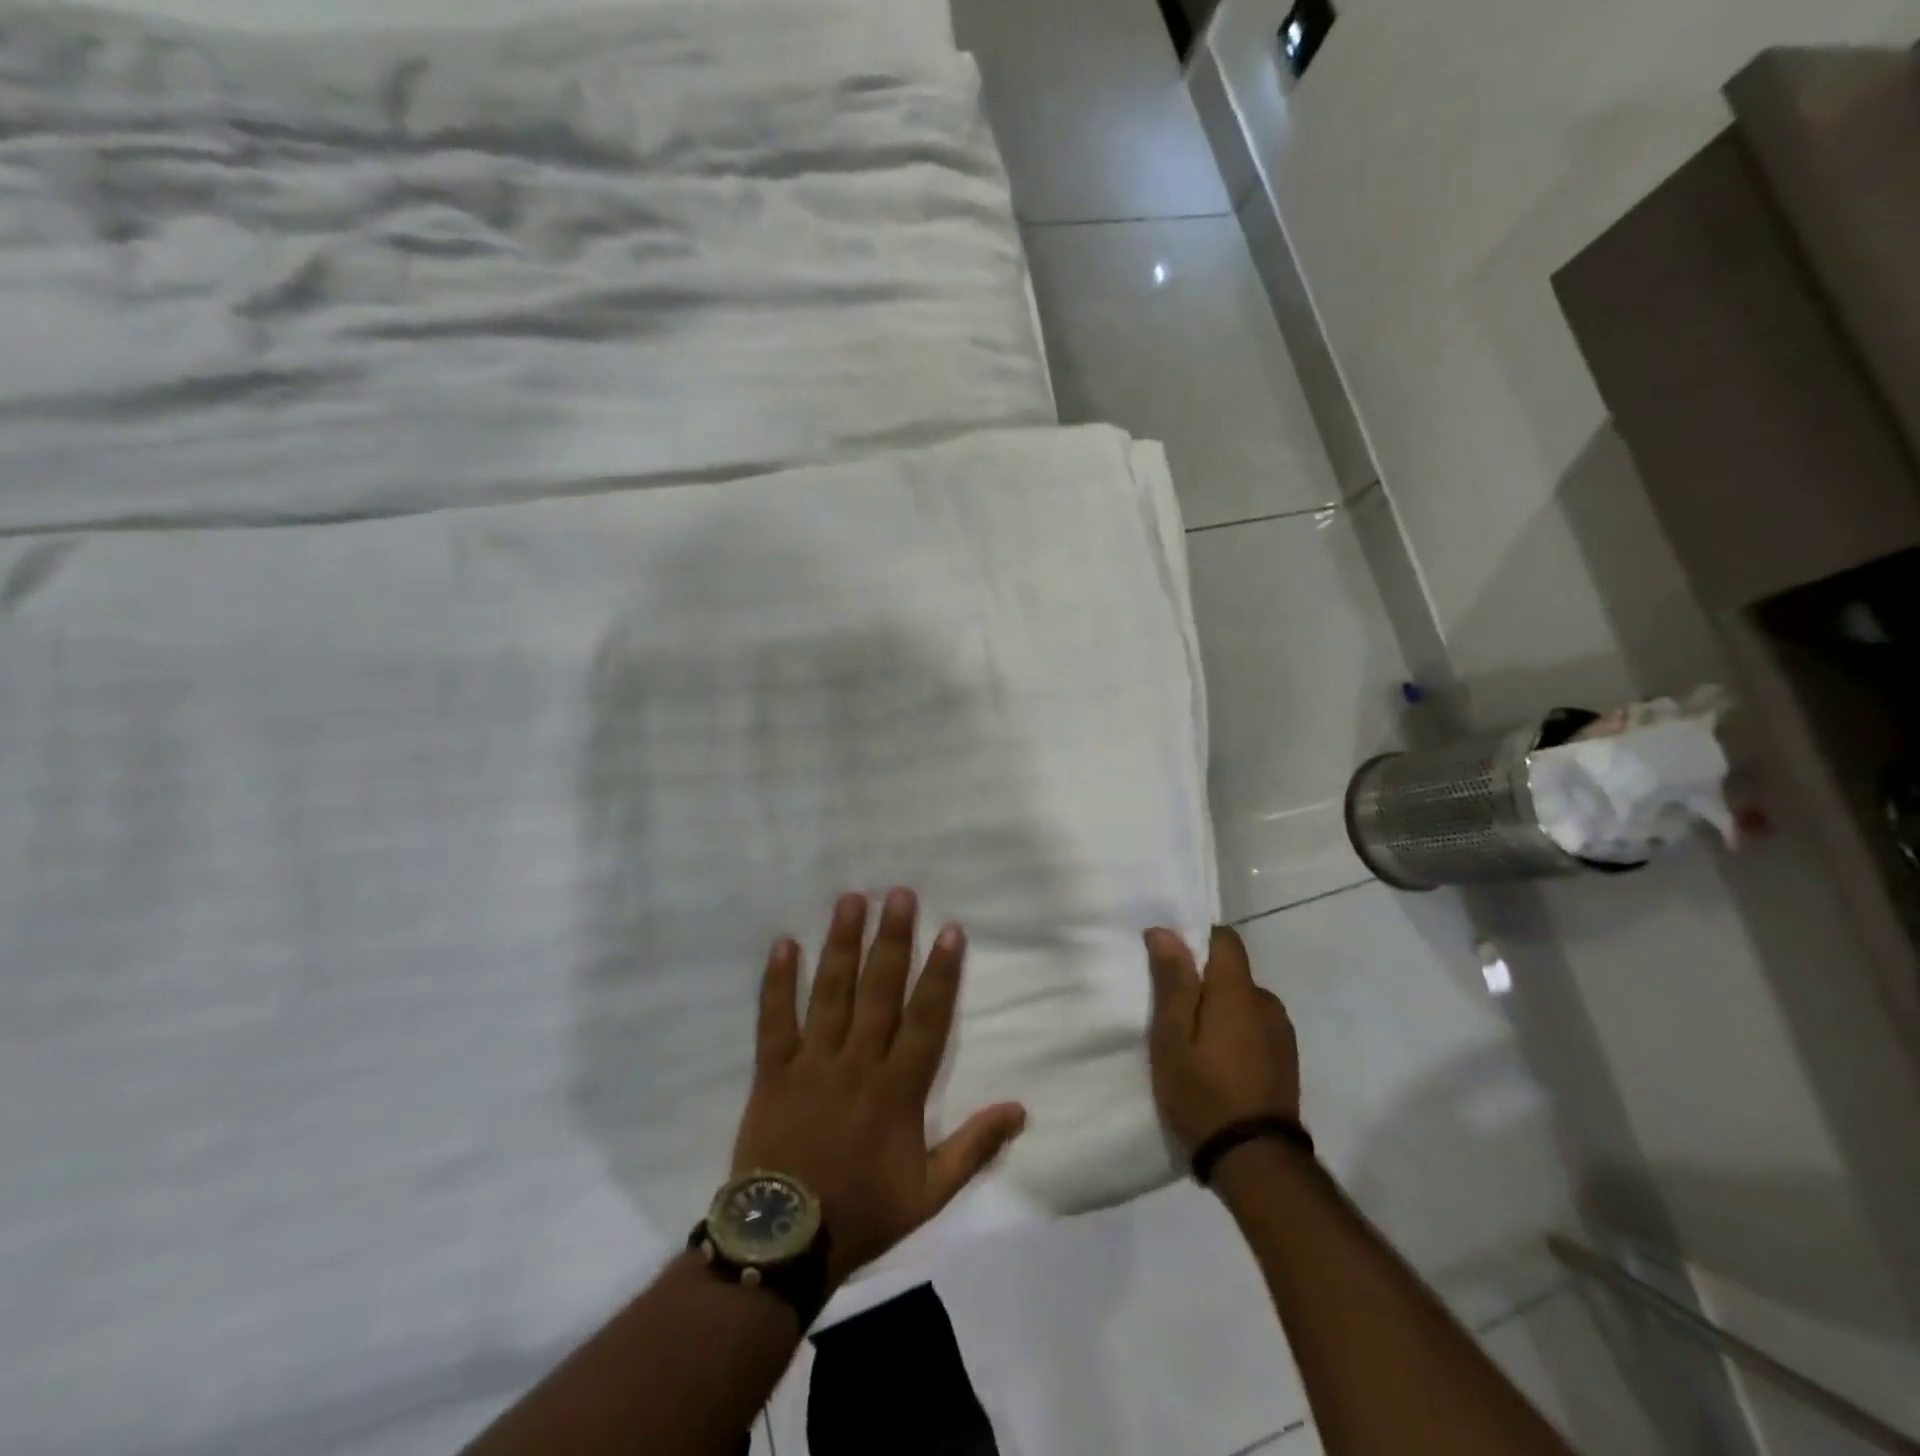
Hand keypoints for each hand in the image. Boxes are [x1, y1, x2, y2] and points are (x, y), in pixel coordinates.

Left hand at [733, 889, 1027, 1288]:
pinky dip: (778, 982)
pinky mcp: (773, 1071)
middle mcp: (858, 1063)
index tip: (950, 930)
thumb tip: (1020, 1109)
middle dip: (892, 939)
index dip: (941, 973)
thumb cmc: (862, 1213)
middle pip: (879, 990)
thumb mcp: (929, 1193)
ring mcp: (812, 1062)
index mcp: (898, 1089)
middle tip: (899, 893)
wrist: (783, 1243)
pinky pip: (775, 1020)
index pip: (927, 1018)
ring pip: (831, 993)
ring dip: (842, 944)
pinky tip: (784, 943)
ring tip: (851, 900)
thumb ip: (974, 1148)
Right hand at [1145, 925, 1300, 1154]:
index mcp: (1238, 991)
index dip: (1196, 941)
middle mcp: (1267, 1002)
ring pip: (1243, 1002)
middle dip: (1204, 983)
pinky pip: (1255, 1028)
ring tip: (1195, 1045)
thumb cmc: (1203, 1093)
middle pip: (1232, 973)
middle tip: (1173, 1015)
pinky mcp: (1286, 1060)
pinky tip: (1219, 1065)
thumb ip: (1172, 982)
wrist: (1256, 1162)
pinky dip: (1236, 1034)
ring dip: (1221, 1011)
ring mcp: (1281, 1033)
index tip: (1170, 964)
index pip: (1224, 938)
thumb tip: (1165, 931)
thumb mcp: (1172, 1038)